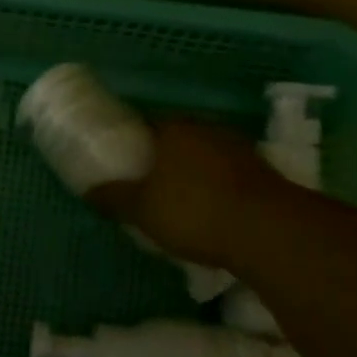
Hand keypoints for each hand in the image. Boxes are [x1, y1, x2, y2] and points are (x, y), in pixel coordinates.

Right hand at [91, 120, 277, 268]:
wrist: (267, 231)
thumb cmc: (193, 211)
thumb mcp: (141, 209)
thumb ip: (113, 197)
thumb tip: (89, 189)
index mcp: (173, 128)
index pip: (145, 125)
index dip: (133, 143)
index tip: (124, 164)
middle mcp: (206, 128)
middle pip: (177, 139)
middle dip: (164, 159)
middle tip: (150, 185)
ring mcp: (238, 147)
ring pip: (205, 155)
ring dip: (194, 173)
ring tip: (181, 201)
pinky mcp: (263, 171)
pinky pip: (228, 175)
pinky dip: (218, 187)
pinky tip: (212, 210)